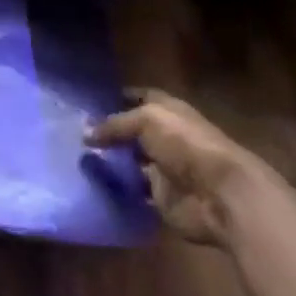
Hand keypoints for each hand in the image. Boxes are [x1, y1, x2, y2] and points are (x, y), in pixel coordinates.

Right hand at [85, 89, 262, 245]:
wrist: (220, 195)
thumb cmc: (186, 144)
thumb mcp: (146, 121)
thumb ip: (115, 125)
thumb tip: (85, 134)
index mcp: (168, 111)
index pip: (141, 97)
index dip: (119, 96)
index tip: (90, 100)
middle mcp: (166, 137)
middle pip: (133, 132)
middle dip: (109, 132)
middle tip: (75, 131)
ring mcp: (164, 169)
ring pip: (131, 162)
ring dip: (111, 161)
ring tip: (77, 157)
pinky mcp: (162, 198)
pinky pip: (134, 191)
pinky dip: (118, 189)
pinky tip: (92, 183)